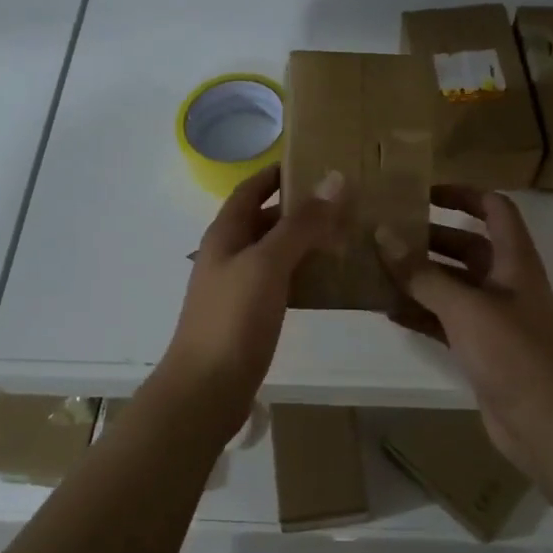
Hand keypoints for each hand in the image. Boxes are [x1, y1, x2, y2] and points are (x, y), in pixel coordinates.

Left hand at [157, 162, 346, 432]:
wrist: (206, 390)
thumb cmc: (233, 318)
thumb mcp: (269, 263)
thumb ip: (301, 223)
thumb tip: (334, 179)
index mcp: (225, 233)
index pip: (251, 189)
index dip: (278, 173)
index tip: (316, 162)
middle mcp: (228, 254)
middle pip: (265, 219)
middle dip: (300, 209)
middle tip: (344, 204)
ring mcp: (237, 287)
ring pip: (275, 252)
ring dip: (305, 242)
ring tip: (346, 236)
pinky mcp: (248, 316)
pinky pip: (280, 283)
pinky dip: (303, 274)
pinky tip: (330, 280)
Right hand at [378, 185, 552, 472]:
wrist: (548, 425)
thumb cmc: (514, 354)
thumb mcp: (465, 307)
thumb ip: (422, 273)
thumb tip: (383, 235)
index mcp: (514, 260)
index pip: (495, 209)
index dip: (464, 194)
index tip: (423, 193)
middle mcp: (505, 282)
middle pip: (467, 246)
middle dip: (428, 238)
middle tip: (385, 234)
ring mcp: (494, 317)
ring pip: (452, 284)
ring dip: (419, 277)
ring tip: (376, 269)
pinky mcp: (482, 348)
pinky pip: (446, 319)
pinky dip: (421, 312)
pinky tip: (389, 311)